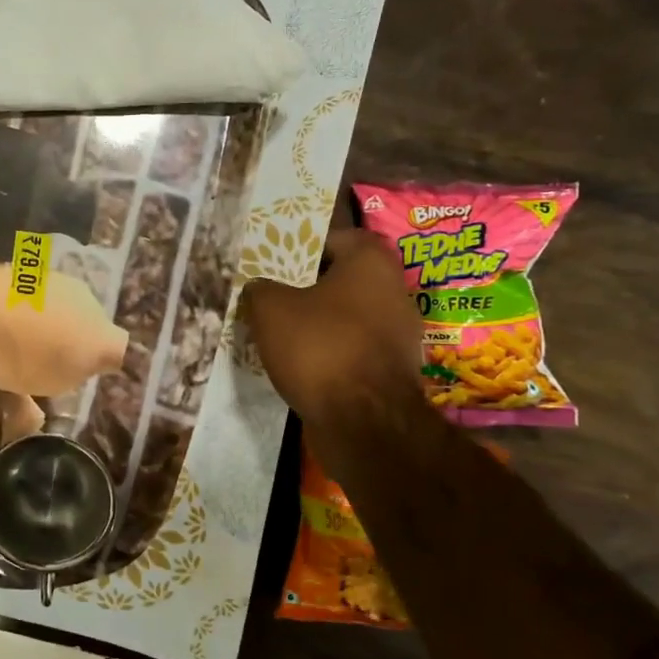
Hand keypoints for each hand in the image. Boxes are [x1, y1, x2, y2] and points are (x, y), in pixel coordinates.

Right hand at [243, 229, 422, 428]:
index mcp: (371, 263)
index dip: (306, 246)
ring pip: (350, 316)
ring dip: (321, 322)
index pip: (339, 238)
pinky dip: (332, 352)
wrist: (364, 421)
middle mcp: (394, 291)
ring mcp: (399, 334)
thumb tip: (260, 288)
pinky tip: (304, 364)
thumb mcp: (270, 310)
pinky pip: (355, 348)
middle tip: (275, 297)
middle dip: (310, 287)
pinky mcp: (392, 369)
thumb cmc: (320, 347)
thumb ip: (260, 290)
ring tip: (283, 333)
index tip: (279, 261)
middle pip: (345, 279)